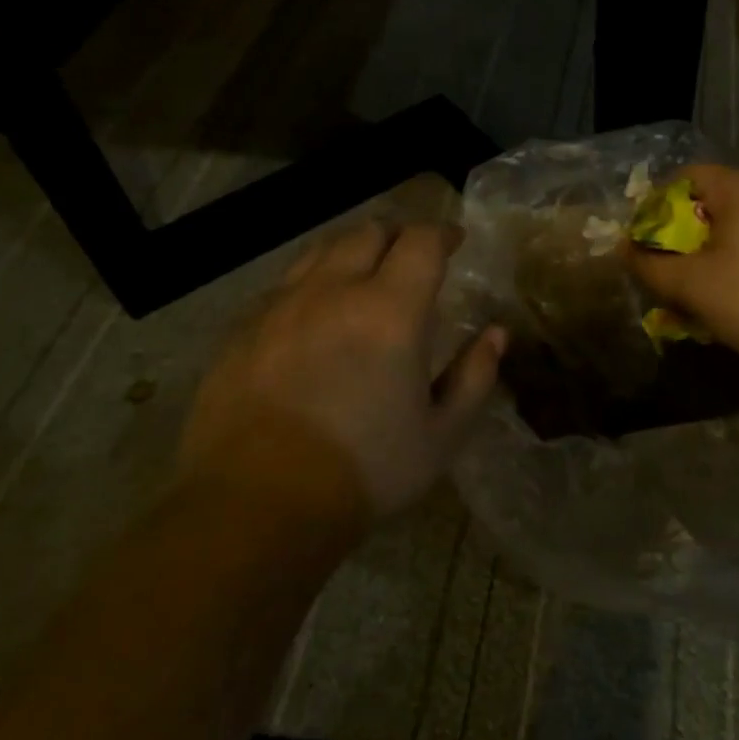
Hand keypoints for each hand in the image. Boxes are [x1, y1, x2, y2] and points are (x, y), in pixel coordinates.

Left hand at [178, 221, 505, 520]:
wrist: (255, 507)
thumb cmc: (365, 472)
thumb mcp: (441, 436)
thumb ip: (475, 376)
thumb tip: (496, 334)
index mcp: (390, 312)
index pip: (421, 241)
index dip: (443, 233)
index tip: (455, 241)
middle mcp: (333, 292)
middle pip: (368, 232)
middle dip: (397, 234)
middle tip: (411, 257)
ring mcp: (280, 306)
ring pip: (320, 250)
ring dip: (351, 250)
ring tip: (363, 275)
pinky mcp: (241, 329)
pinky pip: (283, 285)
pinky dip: (311, 283)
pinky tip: (314, 315)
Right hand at [623, 165, 738, 379]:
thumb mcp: (693, 286)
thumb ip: (650, 266)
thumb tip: (624, 249)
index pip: (680, 178)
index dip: (652, 209)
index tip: (641, 247)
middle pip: (703, 204)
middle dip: (676, 241)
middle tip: (663, 277)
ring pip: (727, 230)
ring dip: (702, 260)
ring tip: (692, 298)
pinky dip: (730, 266)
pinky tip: (728, 302)